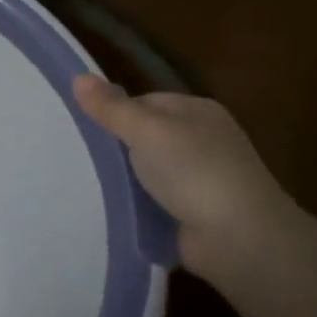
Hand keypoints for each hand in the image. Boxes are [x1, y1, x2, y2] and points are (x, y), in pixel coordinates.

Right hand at [72, 76, 305, 283]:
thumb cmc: (194, 172)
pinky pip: (154, 201)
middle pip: (146, 136)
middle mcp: (201, 141)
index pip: (145, 102)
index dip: (115, 112)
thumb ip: (111, 108)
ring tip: (84, 184)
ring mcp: (200, 179)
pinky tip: (111, 209)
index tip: (84, 129)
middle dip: (117, 148)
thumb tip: (77, 77)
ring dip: (124, 180)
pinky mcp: (193, 213)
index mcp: (197, 112)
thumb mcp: (147, 132)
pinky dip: (136, 205)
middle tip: (78, 157)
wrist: (238, 239)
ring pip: (148, 171)